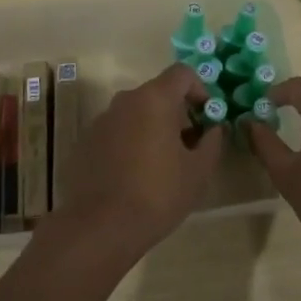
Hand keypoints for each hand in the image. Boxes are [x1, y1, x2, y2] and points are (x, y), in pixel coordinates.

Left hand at [37, 63, 224, 269]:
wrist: (100, 227)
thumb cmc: (158, 194)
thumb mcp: (199, 170)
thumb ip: (212, 141)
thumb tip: (214, 128)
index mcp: (154, 99)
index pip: (182, 73)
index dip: (200, 90)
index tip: (206, 118)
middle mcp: (125, 100)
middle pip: (158, 93)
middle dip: (177, 113)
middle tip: (188, 146)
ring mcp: (102, 120)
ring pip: (136, 113)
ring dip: (153, 128)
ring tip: (162, 164)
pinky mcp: (86, 141)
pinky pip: (117, 131)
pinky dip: (131, 142)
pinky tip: (134, 175)